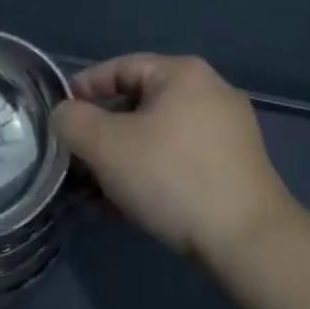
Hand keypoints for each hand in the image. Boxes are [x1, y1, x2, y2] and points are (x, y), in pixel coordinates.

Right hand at [53, 54, 297, 264]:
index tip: (60, 117)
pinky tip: (129, 207)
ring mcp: (228, 132)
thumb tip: (64, 115)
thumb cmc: (172, 177)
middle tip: (77, 160)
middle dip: (102, 134)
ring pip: (157, 136)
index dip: (83, 89)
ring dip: (122, 159)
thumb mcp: (106, 146)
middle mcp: (210, 92)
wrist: (249, 241)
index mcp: (183, 73)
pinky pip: (179, 159)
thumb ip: (73, 121)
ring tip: (96, 192)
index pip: (119, 67)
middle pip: (138, 103)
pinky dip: (150, 174)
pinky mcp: (236, 168)